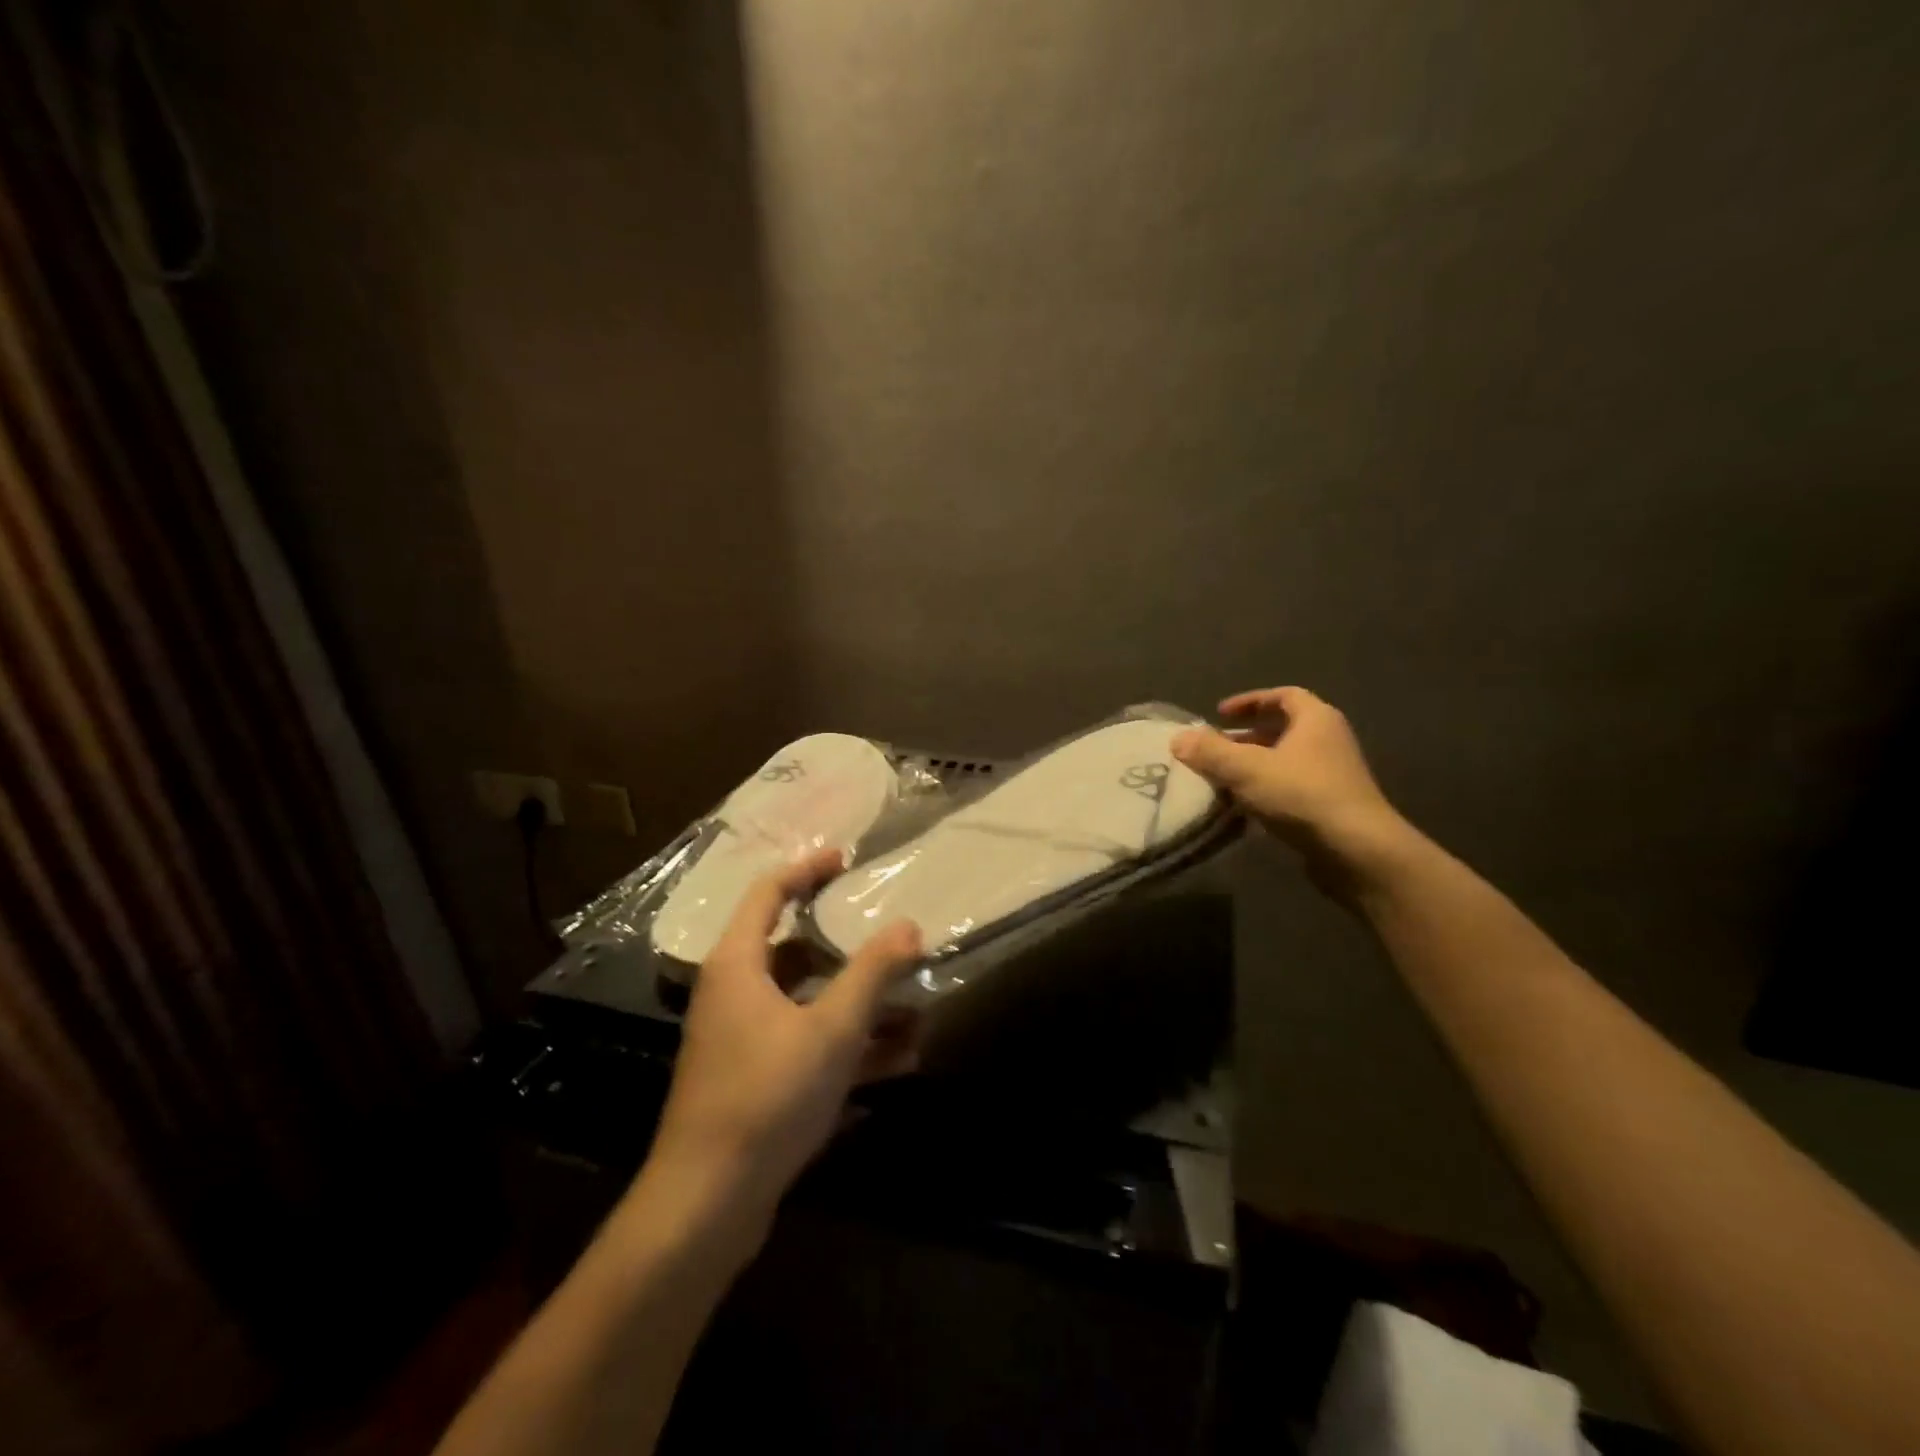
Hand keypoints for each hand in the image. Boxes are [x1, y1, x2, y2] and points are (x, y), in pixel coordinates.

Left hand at [641, 849, 922, 1230]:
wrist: (707, 1204)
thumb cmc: (766, 1096)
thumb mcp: (832, 1029)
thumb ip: (872, 973)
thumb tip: (909, 927)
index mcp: (737, 965)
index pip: (769, 893)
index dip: (807, 869)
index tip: (846, 860)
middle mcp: (735, 993)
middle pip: (794, 949)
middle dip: (848, 947)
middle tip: (891, 937)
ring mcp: (743, 1039)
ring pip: (808, 1002)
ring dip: (858, 1003)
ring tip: (914, 1006)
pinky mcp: (756, 1079)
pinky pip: (808, 1043)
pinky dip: (848, 1043)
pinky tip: (901, 1058)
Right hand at [1172, 686, 1407, 871]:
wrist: (1357, 850)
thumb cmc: (1303, 795)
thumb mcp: (1247, 769)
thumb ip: (1211, 752)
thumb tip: (1178, 738)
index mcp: (1316, 720)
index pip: (1283, 695)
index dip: (1250, 701)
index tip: (1219, 714)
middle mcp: (1329, 740)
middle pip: (1283, 729)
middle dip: (1246, 737)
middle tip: (1215, 748)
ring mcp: (1333, 774)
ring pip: (1285, 760)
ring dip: (1253, 765)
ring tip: (1222, 778)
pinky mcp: (1331, 805)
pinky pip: (1291, 787)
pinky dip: (1265, 790)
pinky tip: (1243, 807)